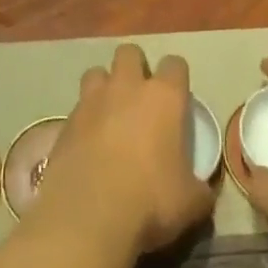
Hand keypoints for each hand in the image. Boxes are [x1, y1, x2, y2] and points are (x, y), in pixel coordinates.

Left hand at [26, 44, 216, 260]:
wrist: (89, 215)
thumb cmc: (150, 200)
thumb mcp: (191, 203)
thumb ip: (199, 189)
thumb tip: (202, 191)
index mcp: (163, 97)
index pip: (175, 64)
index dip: (177, 77)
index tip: (178, 98)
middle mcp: (126, 87)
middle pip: (130, 53)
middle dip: (135, 67)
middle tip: (140, 98)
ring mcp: (91, 101)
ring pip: (96, 72)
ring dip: (104, 86)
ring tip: (109, 113)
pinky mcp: (65, 122)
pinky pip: (76, 108)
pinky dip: (83, 119)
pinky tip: (87, 144)